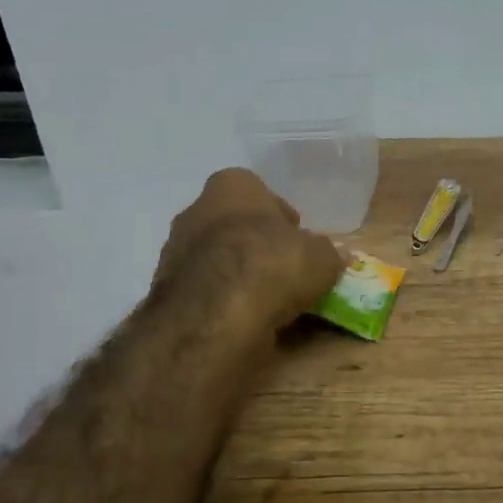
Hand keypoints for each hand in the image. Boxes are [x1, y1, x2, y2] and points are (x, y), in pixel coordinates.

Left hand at [156, 169, 343, 324]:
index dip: (279, 216)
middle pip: (233, 224)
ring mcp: (174, 250)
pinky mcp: (166, 290)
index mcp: (232, 186)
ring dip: (237, 273)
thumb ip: (328, 253)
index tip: (296, 240)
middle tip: (284, 269)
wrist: (216, 314)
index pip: (257, 191)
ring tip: (268, 299)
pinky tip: (245, 316)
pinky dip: (222, 300)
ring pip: (215, 257)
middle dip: (256, 244)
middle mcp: (195, 210)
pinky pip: (204, 289)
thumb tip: (336, 256)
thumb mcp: (321, 257)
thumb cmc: (273, 263)